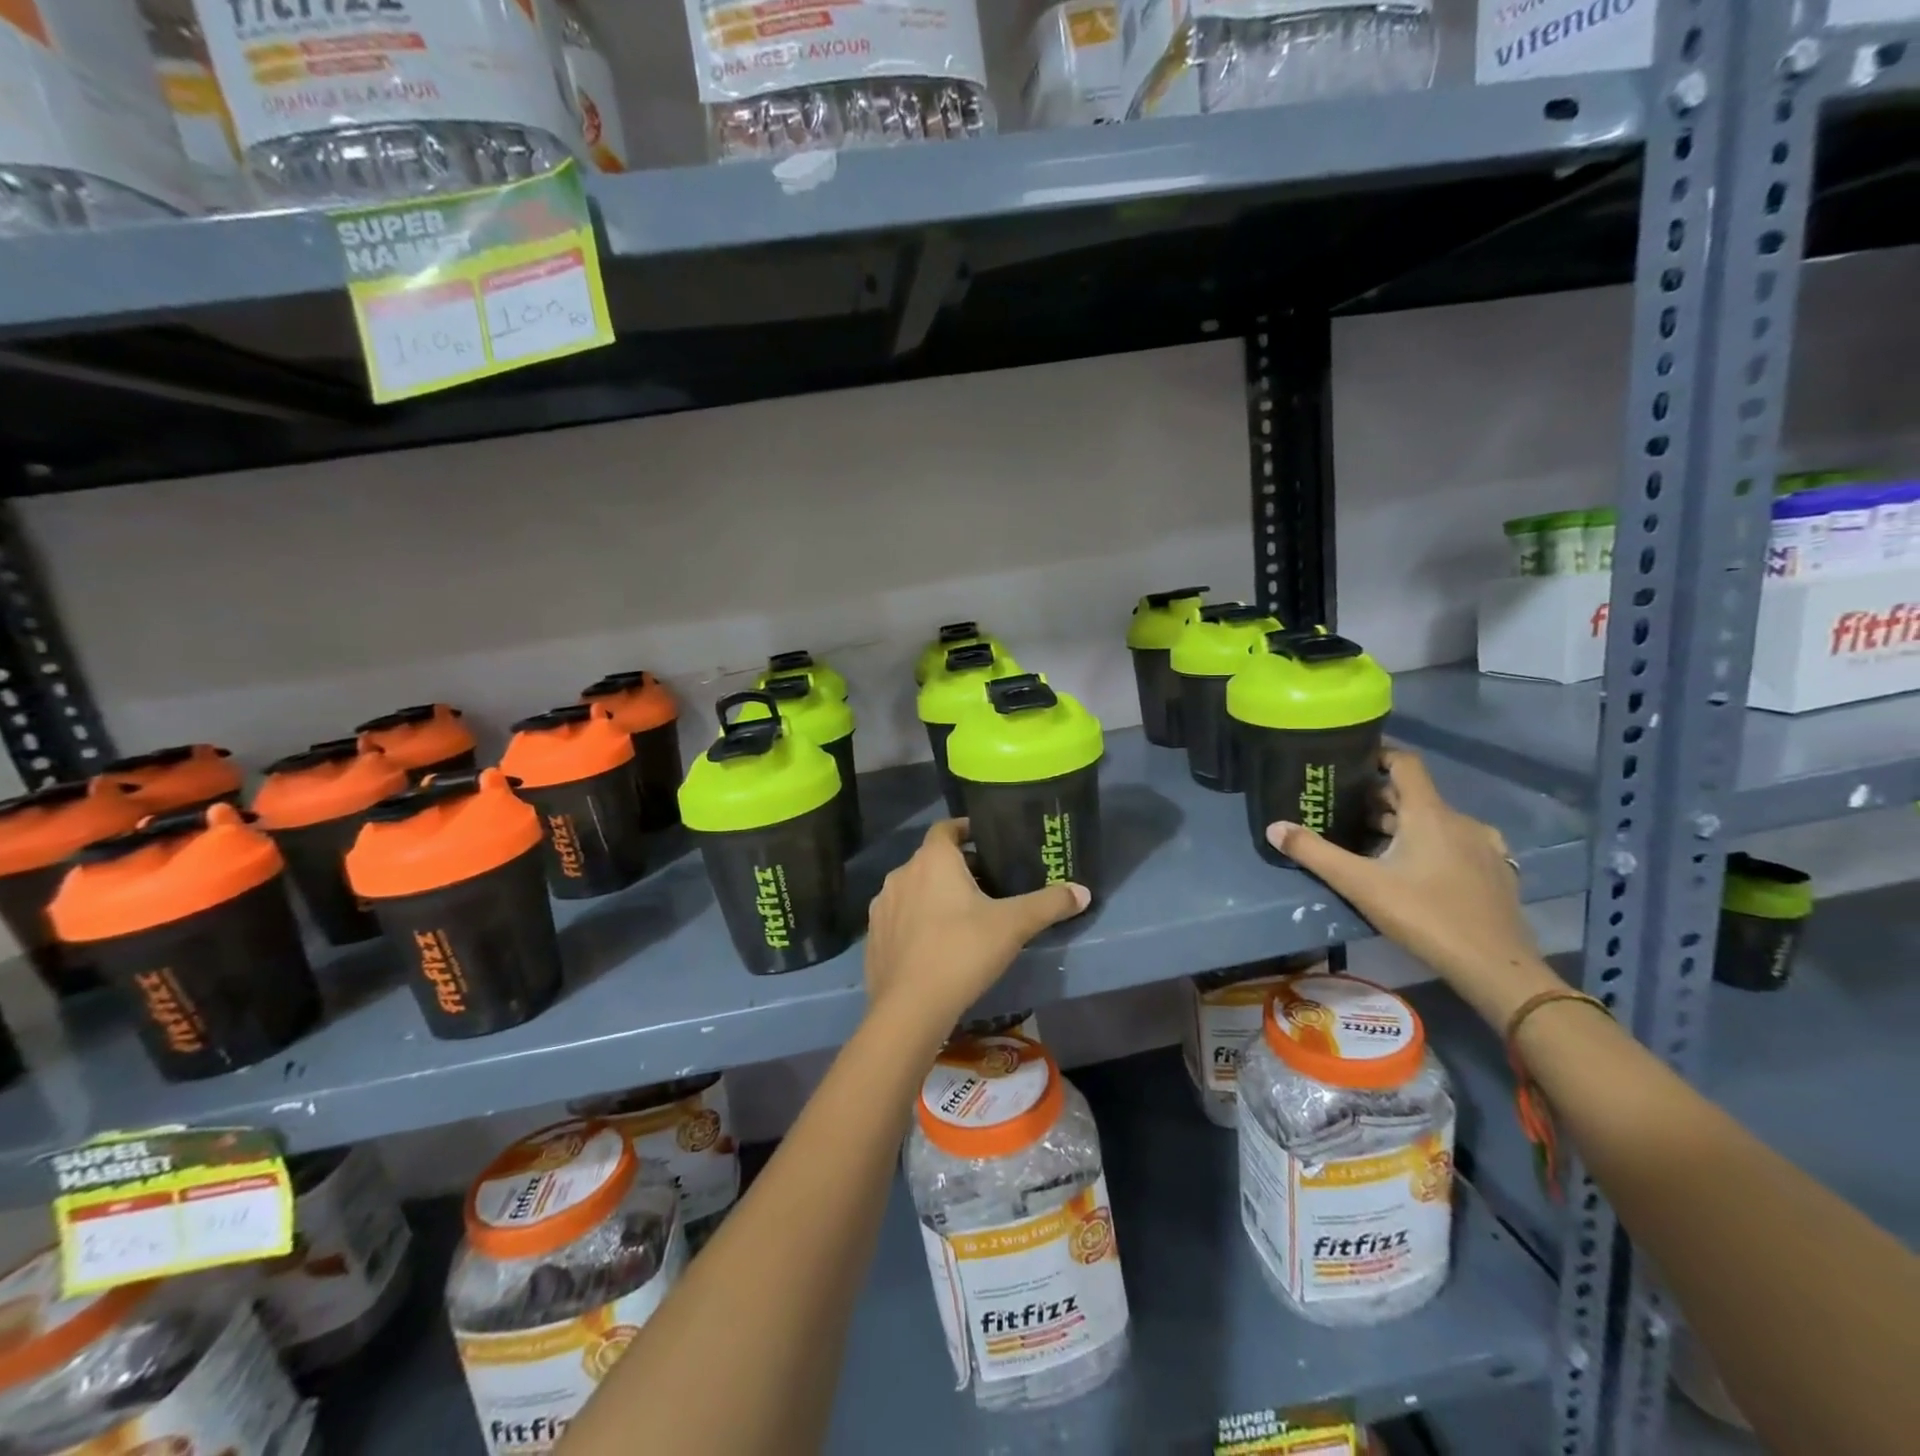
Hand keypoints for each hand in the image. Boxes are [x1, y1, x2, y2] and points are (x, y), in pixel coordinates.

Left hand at [865, 819, 1089, 1033]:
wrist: (910, 1008)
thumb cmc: (963, 951)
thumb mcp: (1013, 925)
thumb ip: (1049, 904)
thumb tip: (1084, 891)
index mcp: (932, 860)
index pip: (947, 828)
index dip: (966, 829)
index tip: (988, 840)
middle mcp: (901, 874)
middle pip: (932, 859)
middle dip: (957, 867)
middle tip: (987, 884)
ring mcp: (882, 906)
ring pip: (913, 888)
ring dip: (934, 894)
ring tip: (962, 915)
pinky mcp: (873, 936)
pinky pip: (899, 917)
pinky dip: (917, 920)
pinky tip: (935, 944)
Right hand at [1267, 749, 1557, 1025]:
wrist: (1495, 967)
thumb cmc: (1424, 915)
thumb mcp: (1360, 884)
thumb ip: (1314, 853)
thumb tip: (1274, 827)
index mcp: (1430, 813)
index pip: (1405, 764)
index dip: (1379, 756)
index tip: (1350, 764)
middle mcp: (1461, 820)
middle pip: (1416, 795)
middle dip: (1380, 799)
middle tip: (1344, 811)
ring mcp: (1484, 847)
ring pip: (1437, 822)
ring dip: (1405, 825)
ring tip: (1372, 843)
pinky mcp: (1496, 872)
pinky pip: (1457, 844)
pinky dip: (1432, 845)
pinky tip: (1416, 869)